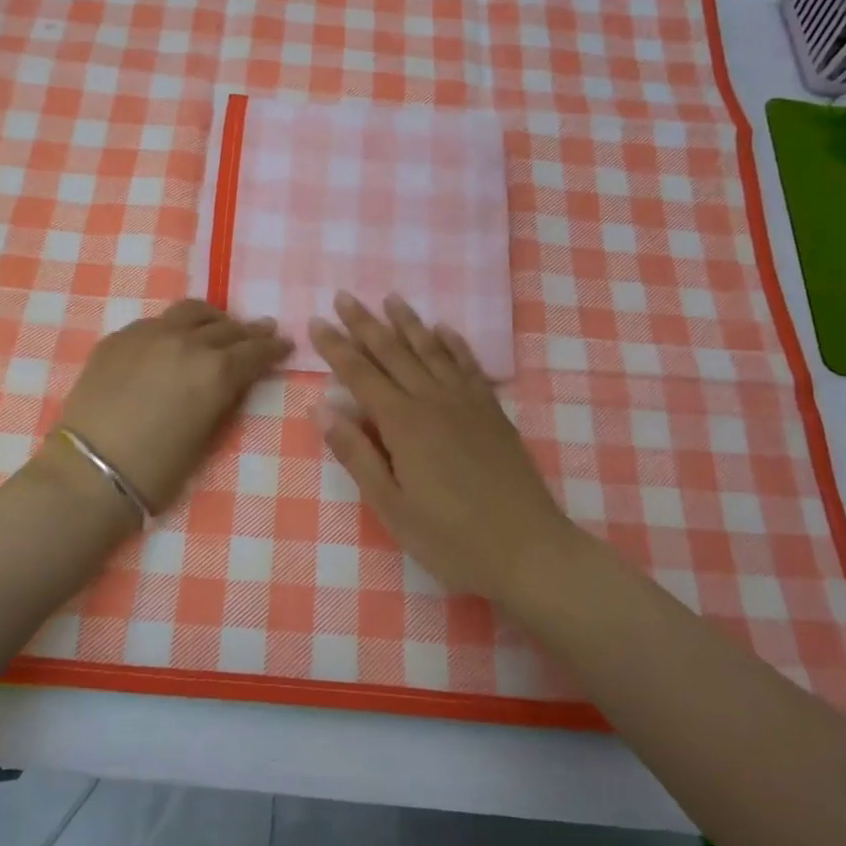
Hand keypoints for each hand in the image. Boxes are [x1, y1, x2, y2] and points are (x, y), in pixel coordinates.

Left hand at [51, 299, 292, 514]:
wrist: (90, 471)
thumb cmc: (157, 470)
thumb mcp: (206, 438)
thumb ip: (222, 400)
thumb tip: (230, 383)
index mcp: (216, 371)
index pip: (256, 350)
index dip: (274, 347)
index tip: (285, 344)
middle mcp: (187, 342)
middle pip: (227, 327)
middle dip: (249, 331)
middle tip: (261, 331)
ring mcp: (150, 334)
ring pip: (191, 311)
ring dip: (212, 318)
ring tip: (217, 325)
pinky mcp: (120, 337)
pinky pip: (157, 321)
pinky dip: (175, 327)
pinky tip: (172, 339)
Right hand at [309, 293, 583, 605]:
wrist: (528, 549)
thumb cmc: (450, 538)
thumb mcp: (391, 507)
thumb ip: (357, 455)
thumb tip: (321, 409)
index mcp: (403, 424)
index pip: (360, 375)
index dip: (336, 347)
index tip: (317, 322)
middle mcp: (433, 401)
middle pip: (393, 352)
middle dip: (365, 324)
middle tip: (345, 296)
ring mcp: (467, 402)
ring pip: (431, 350)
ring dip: (408, 323)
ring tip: (391, 299)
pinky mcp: (492, 411)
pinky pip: (468, 366)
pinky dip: (453, 344)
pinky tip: (444, 330)